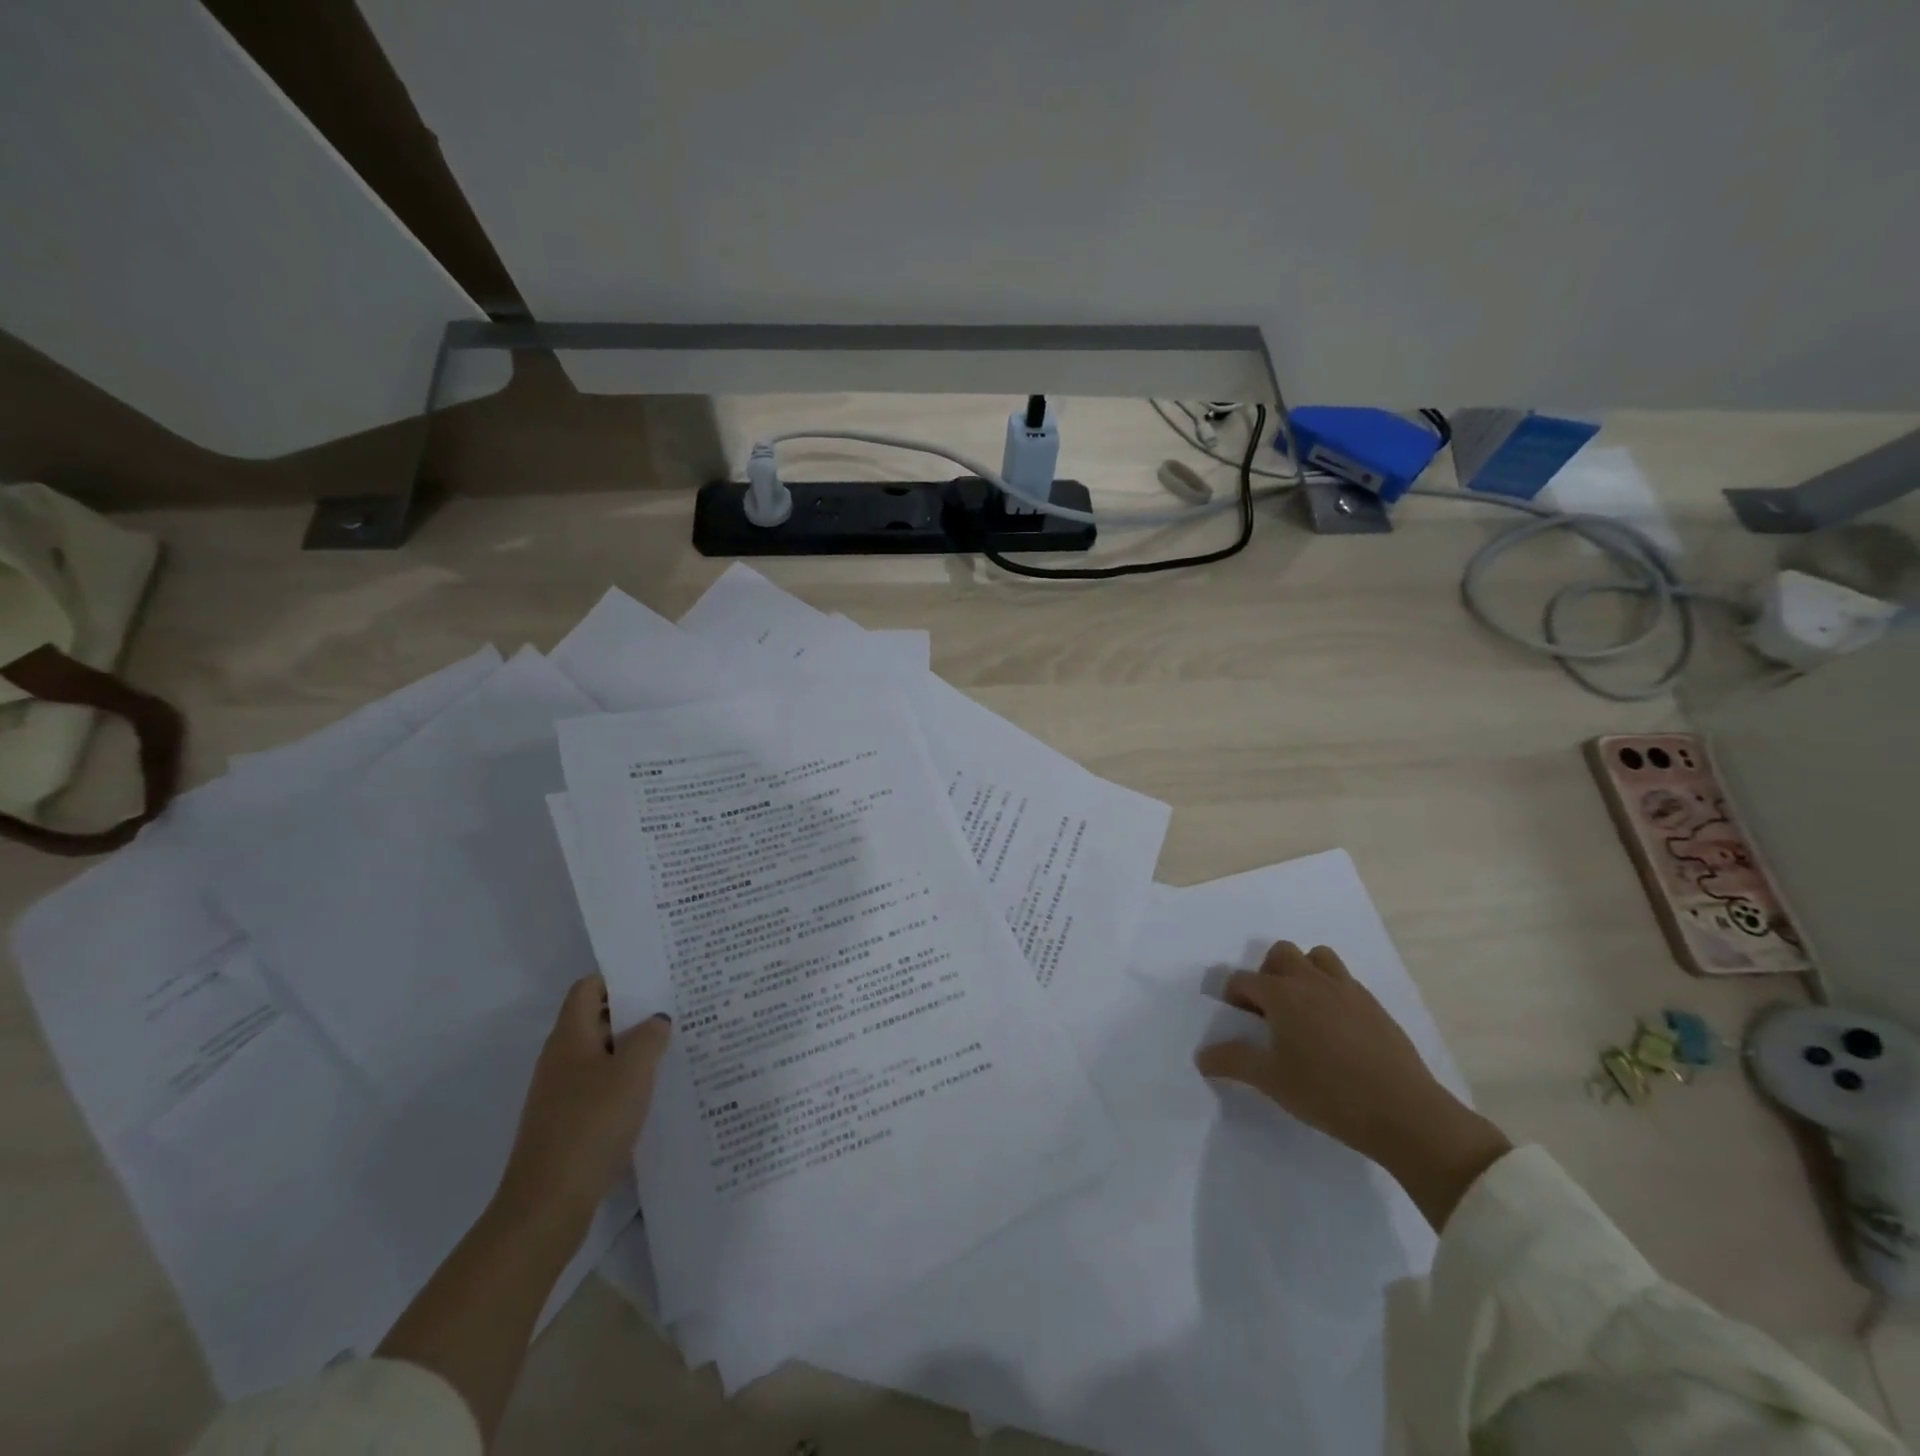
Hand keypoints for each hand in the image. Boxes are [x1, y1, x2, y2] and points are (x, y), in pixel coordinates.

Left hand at [495, 975, 671, 1231]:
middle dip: (634, 1014)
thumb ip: (649, 1037)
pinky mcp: (568, 1124)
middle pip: (596, 1020)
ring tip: (674, 1050)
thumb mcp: (632, 1072)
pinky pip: (601, 1088)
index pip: (588, 988)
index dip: (619, 979)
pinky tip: (654, 1094)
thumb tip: (656, 1019)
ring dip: (633, 1051)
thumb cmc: (591, 1125)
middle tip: (676, 1011)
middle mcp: (560, 1059)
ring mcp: (561, 1094)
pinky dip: (626, 1083)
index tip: (656, 980)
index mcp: (569, 1037)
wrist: (547, 1205)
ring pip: (602, 1056)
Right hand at [1194, 941, 1509, 1229]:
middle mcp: (1312, 981)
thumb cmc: (1328, 1094)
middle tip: (1269, 1011)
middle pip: (1281, 954)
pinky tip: (1335, 1030)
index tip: (1238, 1023)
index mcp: (1282, 994)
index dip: (1233, 997)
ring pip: (1317, 958)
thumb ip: (1233, 1062)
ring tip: (1302, 1010)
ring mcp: (1348, 990)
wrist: (1405, 1114)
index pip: (1243, 980)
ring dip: (1303, 973)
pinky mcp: (1375, 1006)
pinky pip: (1345, 981)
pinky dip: (1331, 992)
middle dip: (1267, 974)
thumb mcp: (1272, 1081)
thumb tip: (1202, 1055)